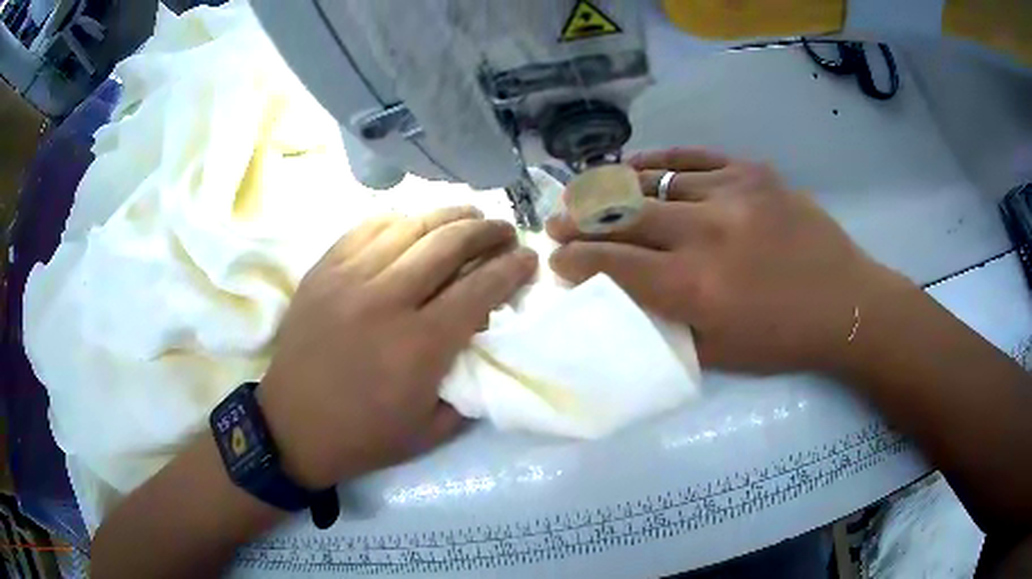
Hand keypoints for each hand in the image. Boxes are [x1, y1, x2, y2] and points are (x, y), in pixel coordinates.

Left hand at [259, 207, 536, 488]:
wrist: (291, 427)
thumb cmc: (364, 436)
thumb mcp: (433, 430)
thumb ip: (470, 385)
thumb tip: (487, 338)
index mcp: (419, 345)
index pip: (480, 288)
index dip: (512, 268)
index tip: (530, 258)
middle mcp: (386, 300)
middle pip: (449, 243)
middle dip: (487, 231)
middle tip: (505, 230)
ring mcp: (349, 278)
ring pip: (410, 226)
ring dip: (449, 215)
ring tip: (470, 214)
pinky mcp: (323, 270)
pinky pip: (367, 227)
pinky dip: (400, 219)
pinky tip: (415, 222)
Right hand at [547, 148, 911, 374]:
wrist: (846, 304)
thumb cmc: (781, 341)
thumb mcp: (716, 353)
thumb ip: (664, 322)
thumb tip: (621, 297)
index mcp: (694, 287)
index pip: (612, 264)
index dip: (575, 259)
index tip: (555, 258)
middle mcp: (705, 232)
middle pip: (621, 215)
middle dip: (578, 220)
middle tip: (555, 222)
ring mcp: (730, 192)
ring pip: (650, 180)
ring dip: (609, 189)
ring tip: (587, 193)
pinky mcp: (751, 171)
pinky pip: (689, 156)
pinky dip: (655, 160)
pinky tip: (633, 166)